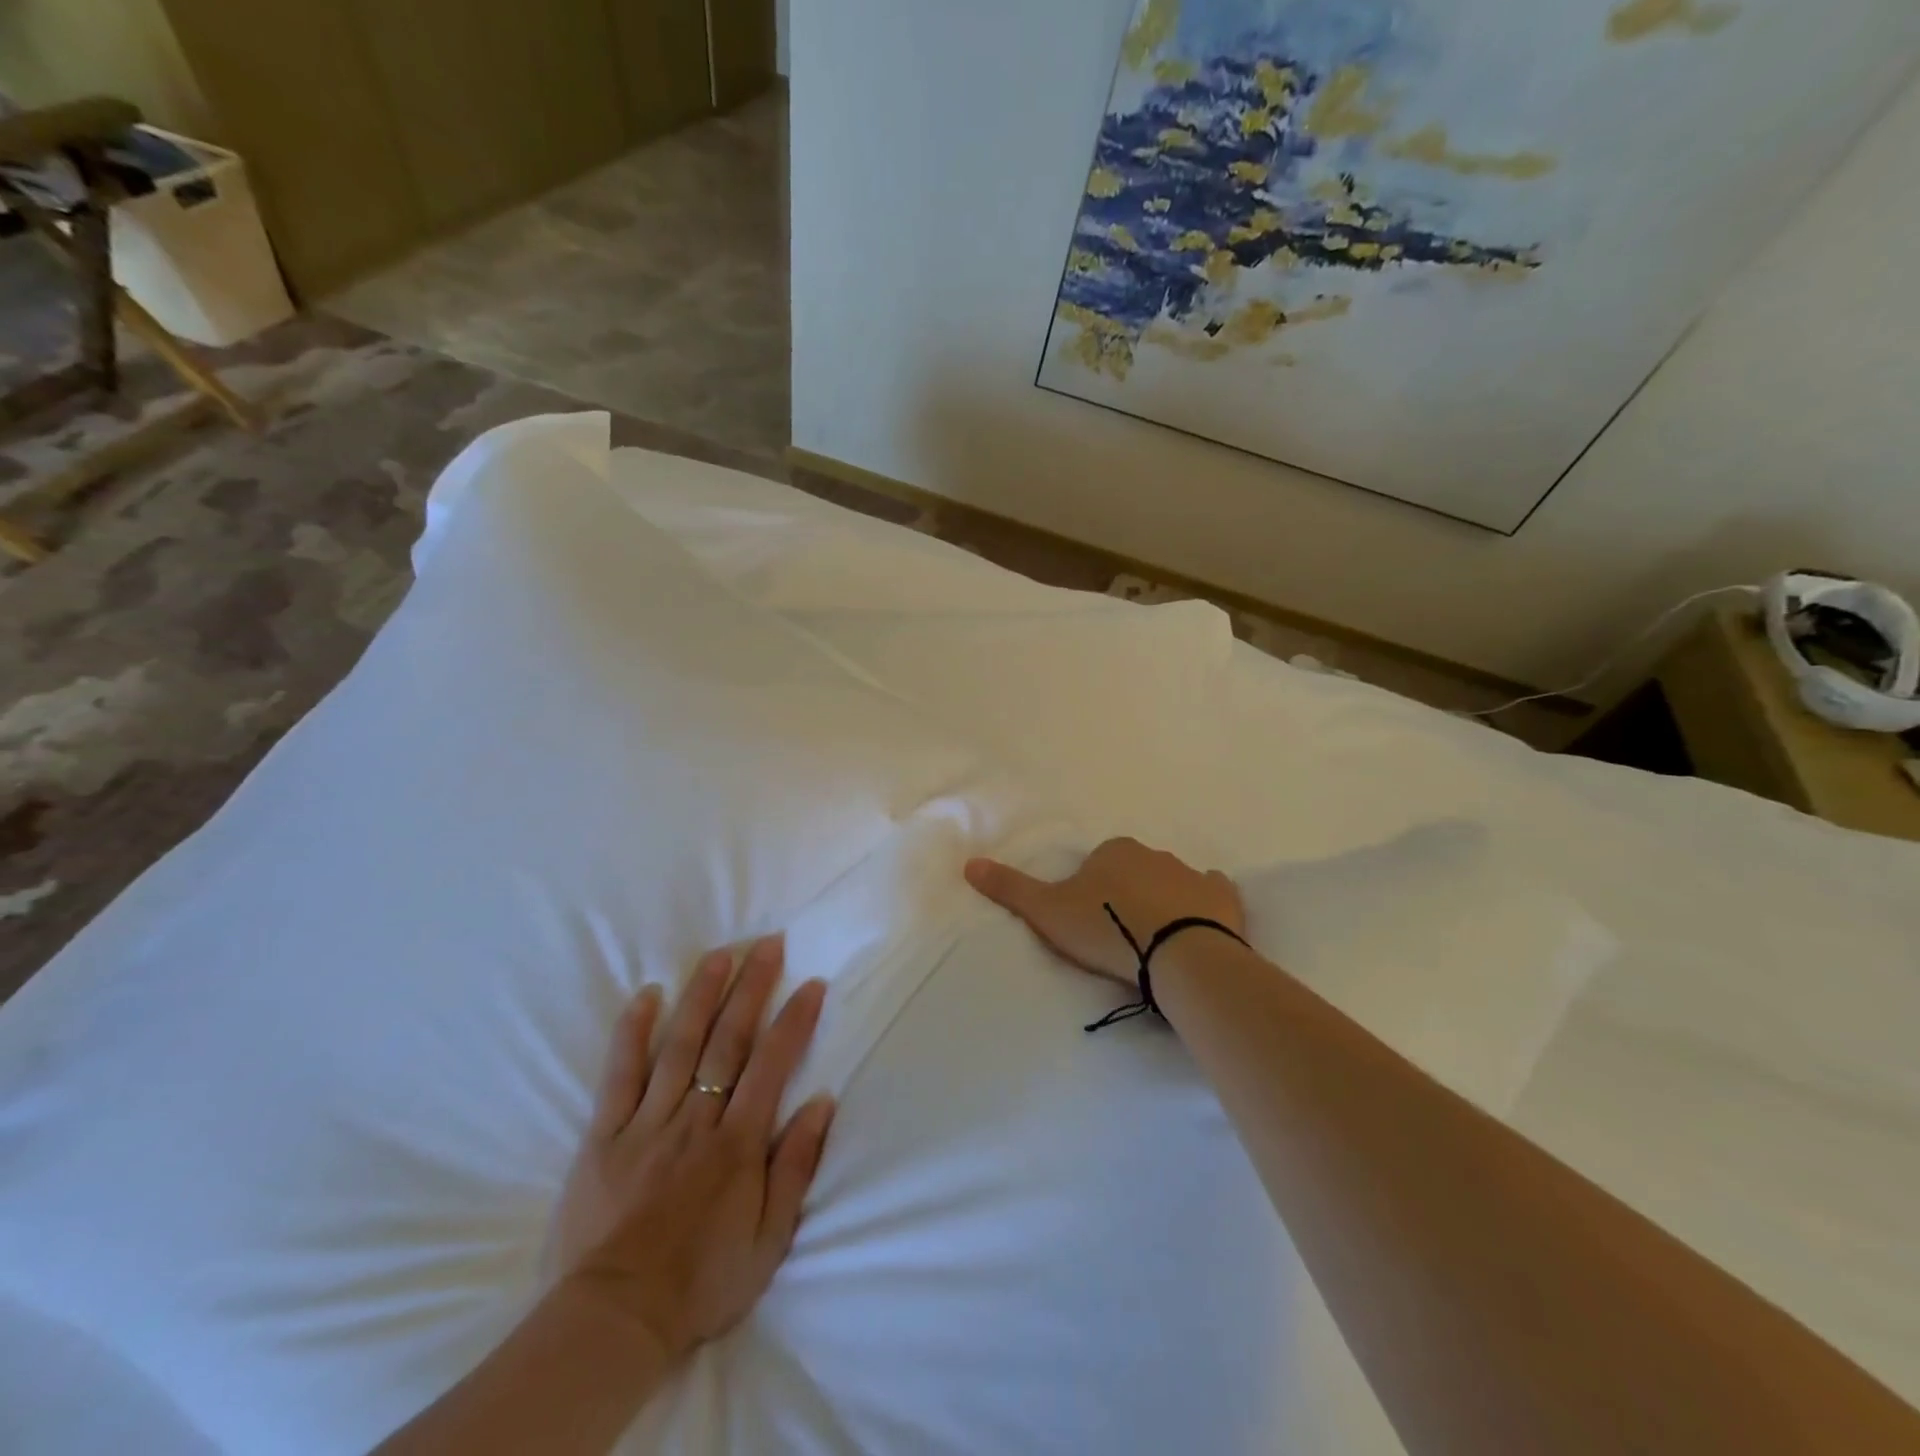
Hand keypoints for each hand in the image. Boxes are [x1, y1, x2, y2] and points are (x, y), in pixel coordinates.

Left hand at [549, 937, 835, 1364]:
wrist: (614, 1323)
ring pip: (679, 1045)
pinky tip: (646, 995)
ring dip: (701, 995)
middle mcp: (696, 1119)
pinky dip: (632, 1033)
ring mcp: (647, 1123)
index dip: (794, 1020)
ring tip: (719, 954)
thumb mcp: (769, 1240)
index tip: (810, 983)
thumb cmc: (701, 1283)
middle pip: (727, 1040)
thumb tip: (821, 1102)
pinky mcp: (604, 1136)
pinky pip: (620, 1075)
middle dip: (751, 988)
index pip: (772, 1064)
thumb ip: (795, 1166)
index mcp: (737, 1143)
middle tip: (766, 944)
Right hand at [965, 837, 1244, 985]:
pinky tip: (1196, 925)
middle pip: (1132, 871)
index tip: (1088, 922)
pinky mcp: (1223, 898)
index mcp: (1113, 851)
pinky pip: (1211, 893)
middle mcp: (1152, 854)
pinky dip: (1203, 903)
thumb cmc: (1107, 929)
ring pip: (1170, 882)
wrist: (1177, 954)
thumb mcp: (1048, 911)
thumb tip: (969, 863)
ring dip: (1161, 902)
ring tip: (1153, 941)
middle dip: (1125, 894)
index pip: (1096, 864)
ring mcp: (1191, 874)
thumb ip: (1010, 887)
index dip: (1089, 892)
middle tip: (1118, 934)